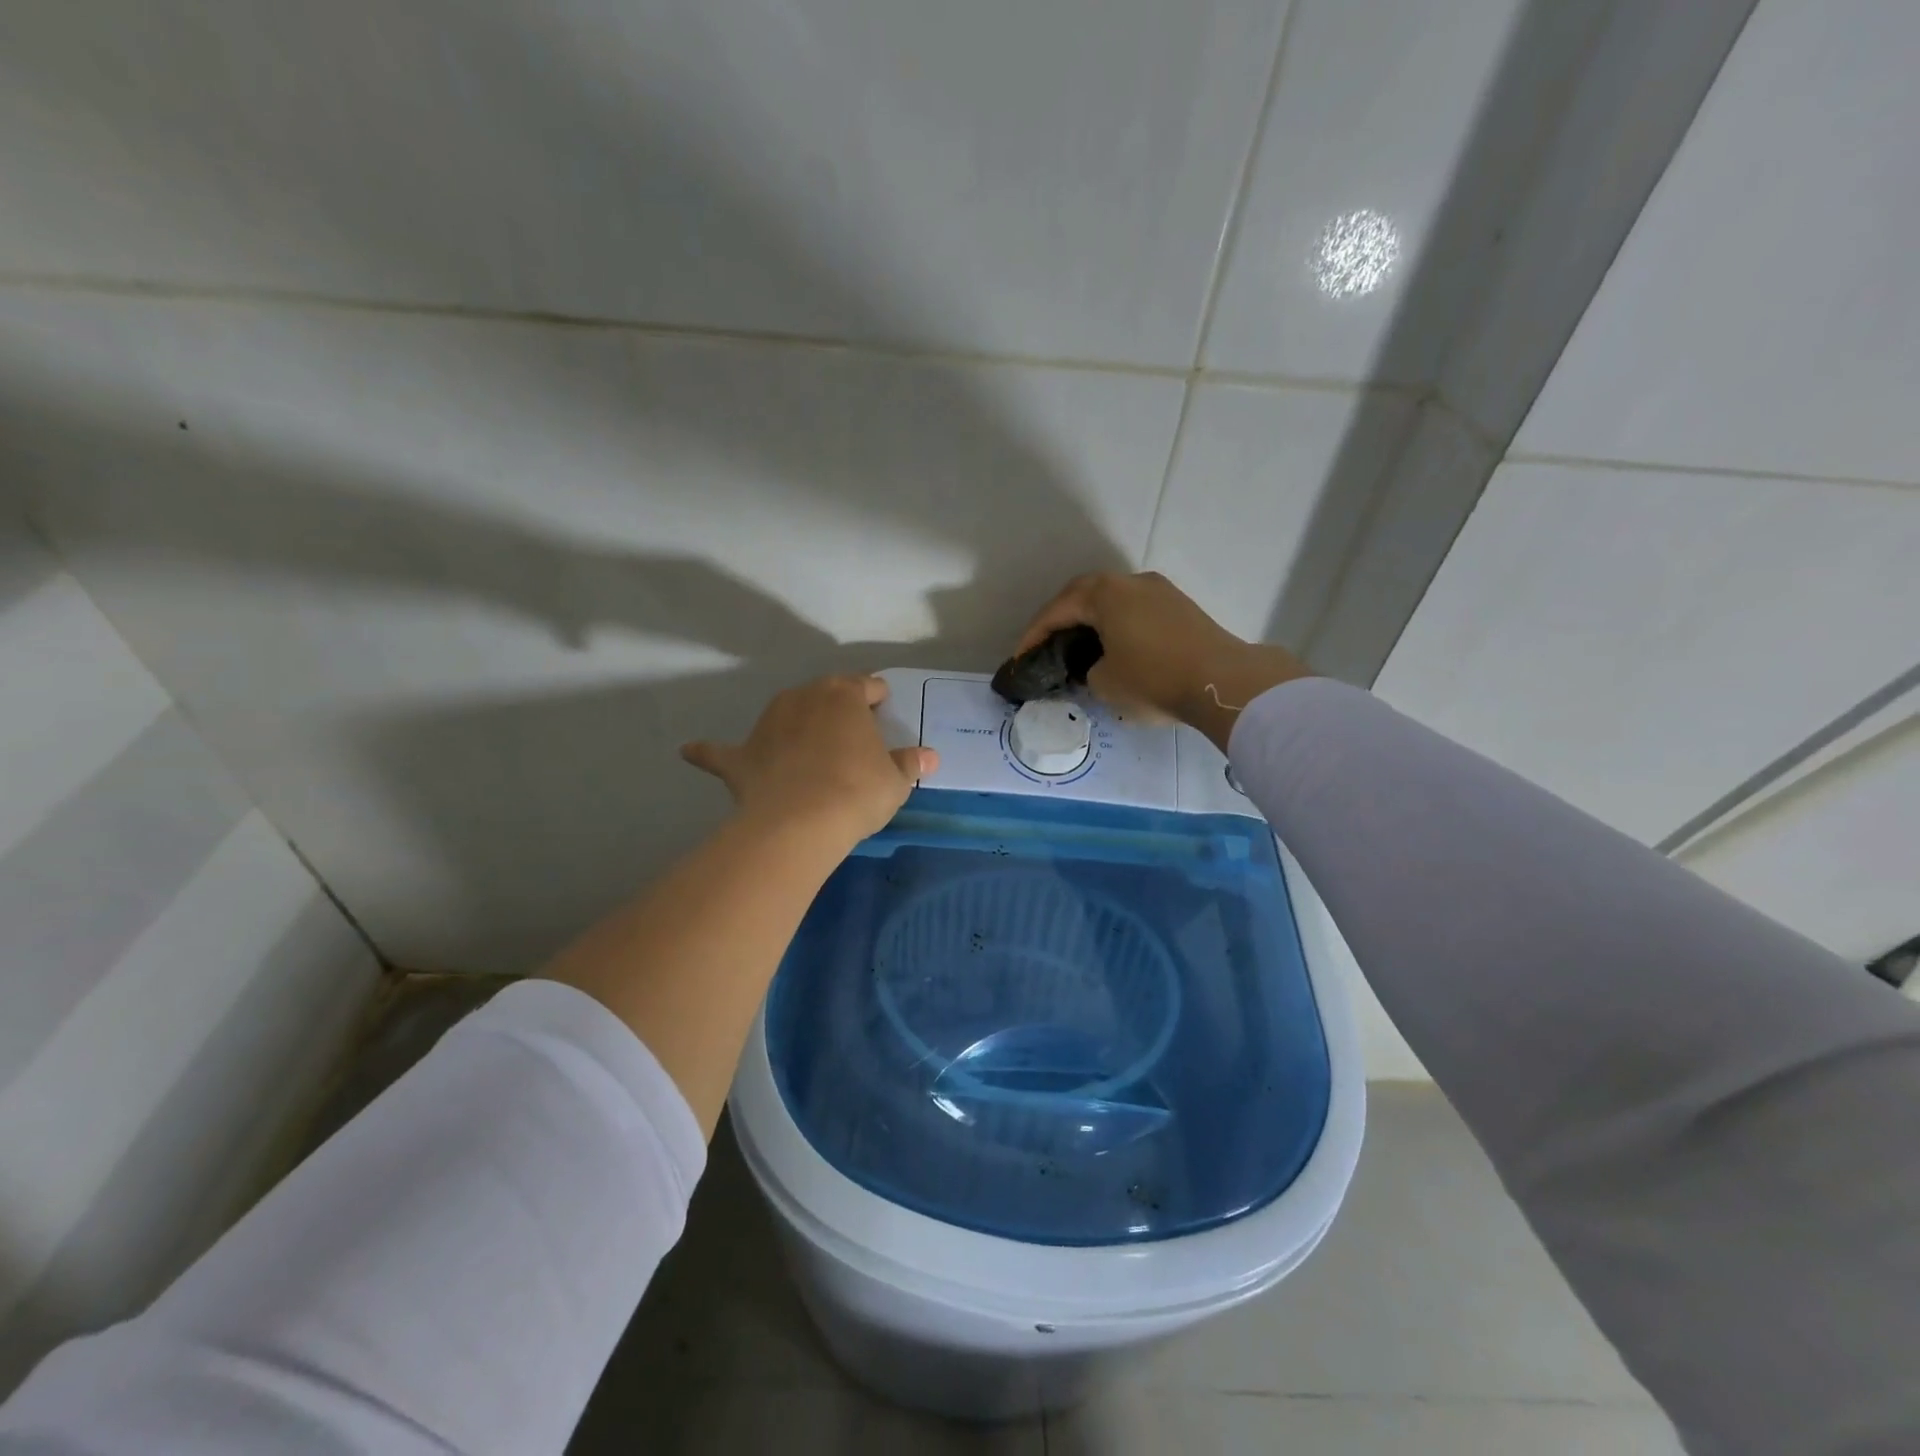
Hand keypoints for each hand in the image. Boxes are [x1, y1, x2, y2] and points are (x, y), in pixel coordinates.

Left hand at [682, 675, 937, 848]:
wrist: (801, 822)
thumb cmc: (857, 791)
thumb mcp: (895, 780)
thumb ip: (909, 763)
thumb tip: (930, 757)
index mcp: (843, 696)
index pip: (865, 686)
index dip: (876, 698)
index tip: (883, 709)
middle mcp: (802, 698)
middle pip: (823, 695)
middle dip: (836, 709)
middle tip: (850, 735)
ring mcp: (766, 724)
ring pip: (782, 714)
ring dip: (793, 725)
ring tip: (805, 747)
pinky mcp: (740, 756)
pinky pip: (720, 751)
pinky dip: (708, 751)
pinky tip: (690, 750)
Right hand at [1014, 572, 1309, 749]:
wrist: (1222, 682)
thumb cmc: (1153, 679)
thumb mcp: (1104, 683)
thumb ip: (1088, 671)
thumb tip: (1097, 667)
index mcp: (1105, 594)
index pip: (1057, 611)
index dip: (1033, 636)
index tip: (1020, 659)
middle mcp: (1131, 582)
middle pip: (1084, 596)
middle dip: (1061, 620)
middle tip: (1046, 646)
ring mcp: (1160, 592)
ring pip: (1113, 602)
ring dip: (1092, 622)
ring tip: (1079, 649)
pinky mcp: (1181, 608)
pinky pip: (1136, 612)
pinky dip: (1117, 627)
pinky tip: (1115, 650)